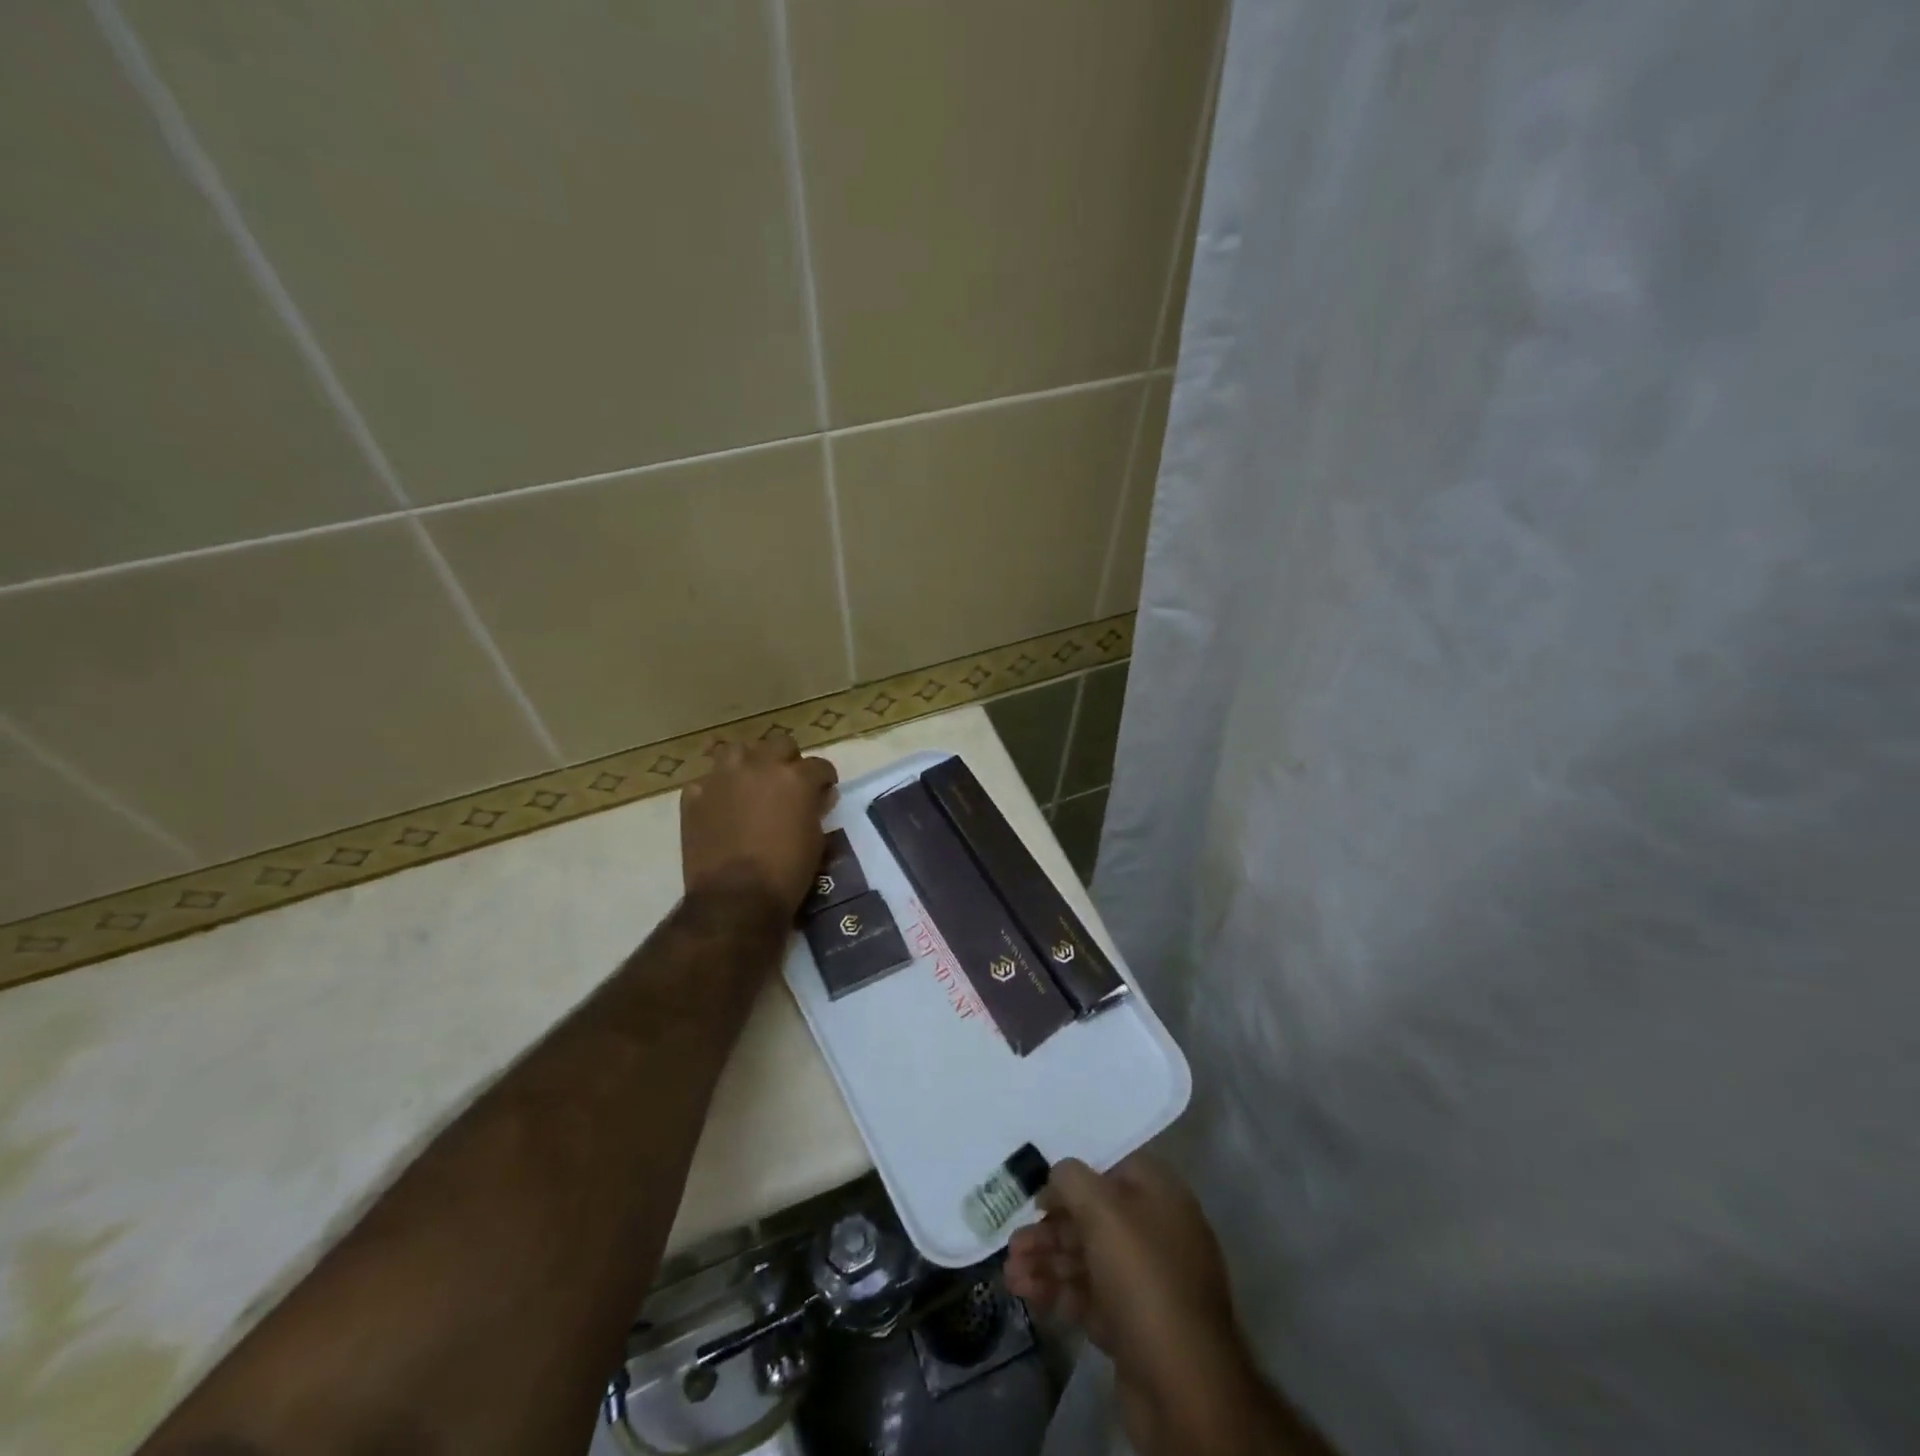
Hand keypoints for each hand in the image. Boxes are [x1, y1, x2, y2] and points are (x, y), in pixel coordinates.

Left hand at [680, 733, 838, 915]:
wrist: (734, 899)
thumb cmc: (786, 873)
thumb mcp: (816, 842)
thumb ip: (816, 810)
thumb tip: (819, 796)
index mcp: (795, 777)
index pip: (818, 765)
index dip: (824, 779)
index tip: (824, 791)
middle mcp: (759, 766)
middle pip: (780, 744)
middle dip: (788, 760)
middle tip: (788, 783)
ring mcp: (722, 778)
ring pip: (738, 750)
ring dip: (749, 762)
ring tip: (751, 783)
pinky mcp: (694, 796)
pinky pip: (707, 781)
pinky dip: (716, 789)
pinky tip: (720, 807)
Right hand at [1006, 1154, 1236, 1382]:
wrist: (1181, 1386)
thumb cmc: (1142, 1277)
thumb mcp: (1102, 1210)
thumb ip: (1071, 1180)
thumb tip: (1058, 1177)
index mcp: (1160, 1197)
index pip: (1111, 1171)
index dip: (1072, 1181)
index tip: (1039, 1198)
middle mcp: (1156, 1233)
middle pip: (1093, 1220)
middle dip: (1049, 1231)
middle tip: (1013, 1245)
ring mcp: (1146, 1282)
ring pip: (1087, 1260)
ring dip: (1047, 1262)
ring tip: (1010, 1276)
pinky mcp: (1133, 1325)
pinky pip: (1089, 1297)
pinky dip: (1058, 1293)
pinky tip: (1027, 1295)